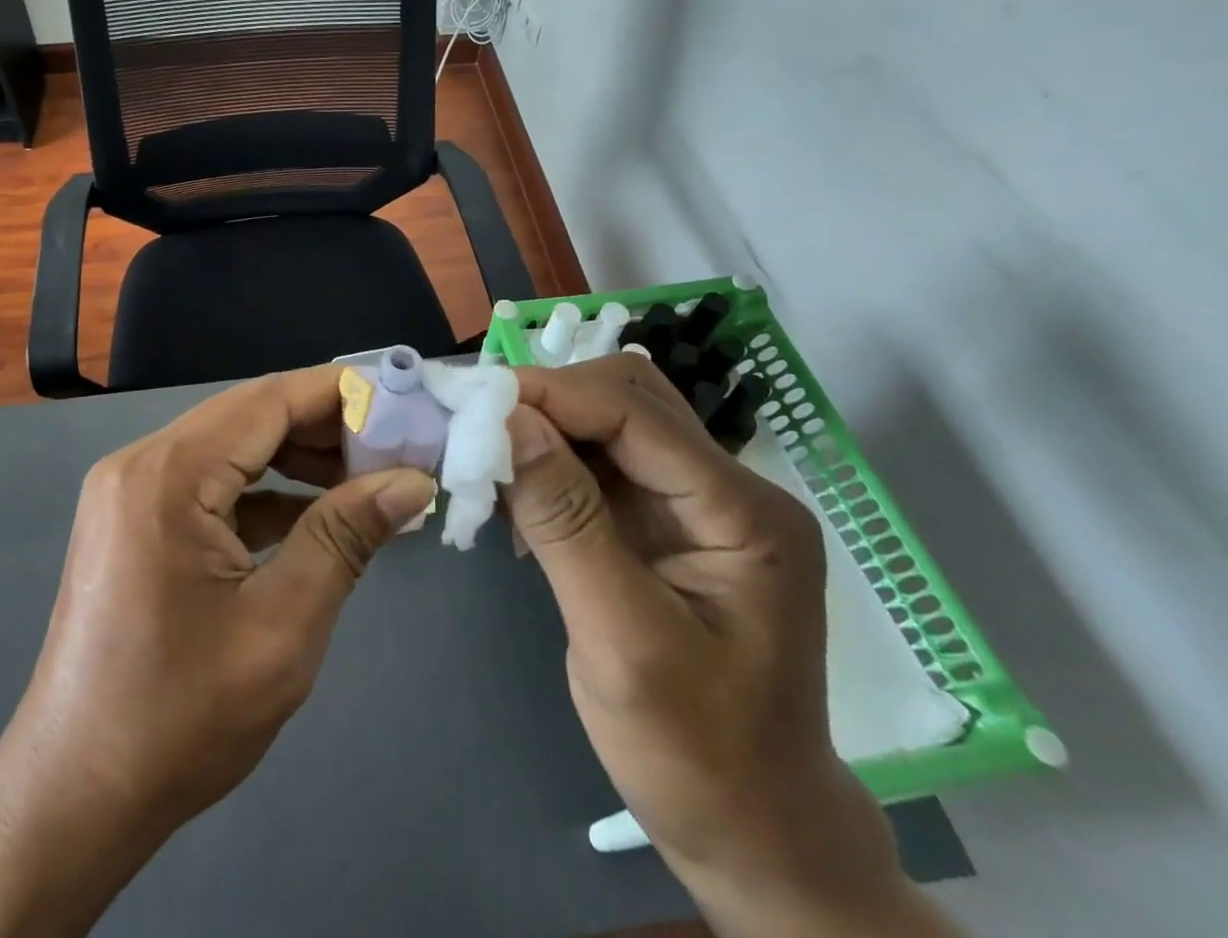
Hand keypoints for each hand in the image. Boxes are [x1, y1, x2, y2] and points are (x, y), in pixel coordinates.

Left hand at [0, 366, 434, 937]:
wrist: (74, 798)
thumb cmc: (180, 718)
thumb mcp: (282, 626)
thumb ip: (346, 537)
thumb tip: (412, 482)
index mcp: (169, 474)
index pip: (269, 400)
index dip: (341, 395)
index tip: (405, 405)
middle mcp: (142, 462)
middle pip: (249, 415)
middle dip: (324, 428)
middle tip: (395, 451)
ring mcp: (131, 490)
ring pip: (232, 446)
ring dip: (296, 459)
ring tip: (364, 483)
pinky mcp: (133, 519)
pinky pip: (210, 482)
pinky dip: (263, 492)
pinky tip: (313, 516)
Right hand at [503, 357, 962, 937]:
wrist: (754, 834)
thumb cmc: (697, 754)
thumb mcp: (621, 639)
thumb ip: (565, 521)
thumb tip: (509, 419)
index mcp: (744, 512)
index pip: (636, 412)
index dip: (552, 393)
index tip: (474, 399)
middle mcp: (728, 489)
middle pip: (629, 399)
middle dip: (550, 401)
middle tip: (478, 423)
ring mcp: (699, 504)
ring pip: (611, 423)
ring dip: (546, 429)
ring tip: (487, 453)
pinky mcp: (667, 522)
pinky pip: (603, 463)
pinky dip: (552, 463)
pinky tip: (515, 490)